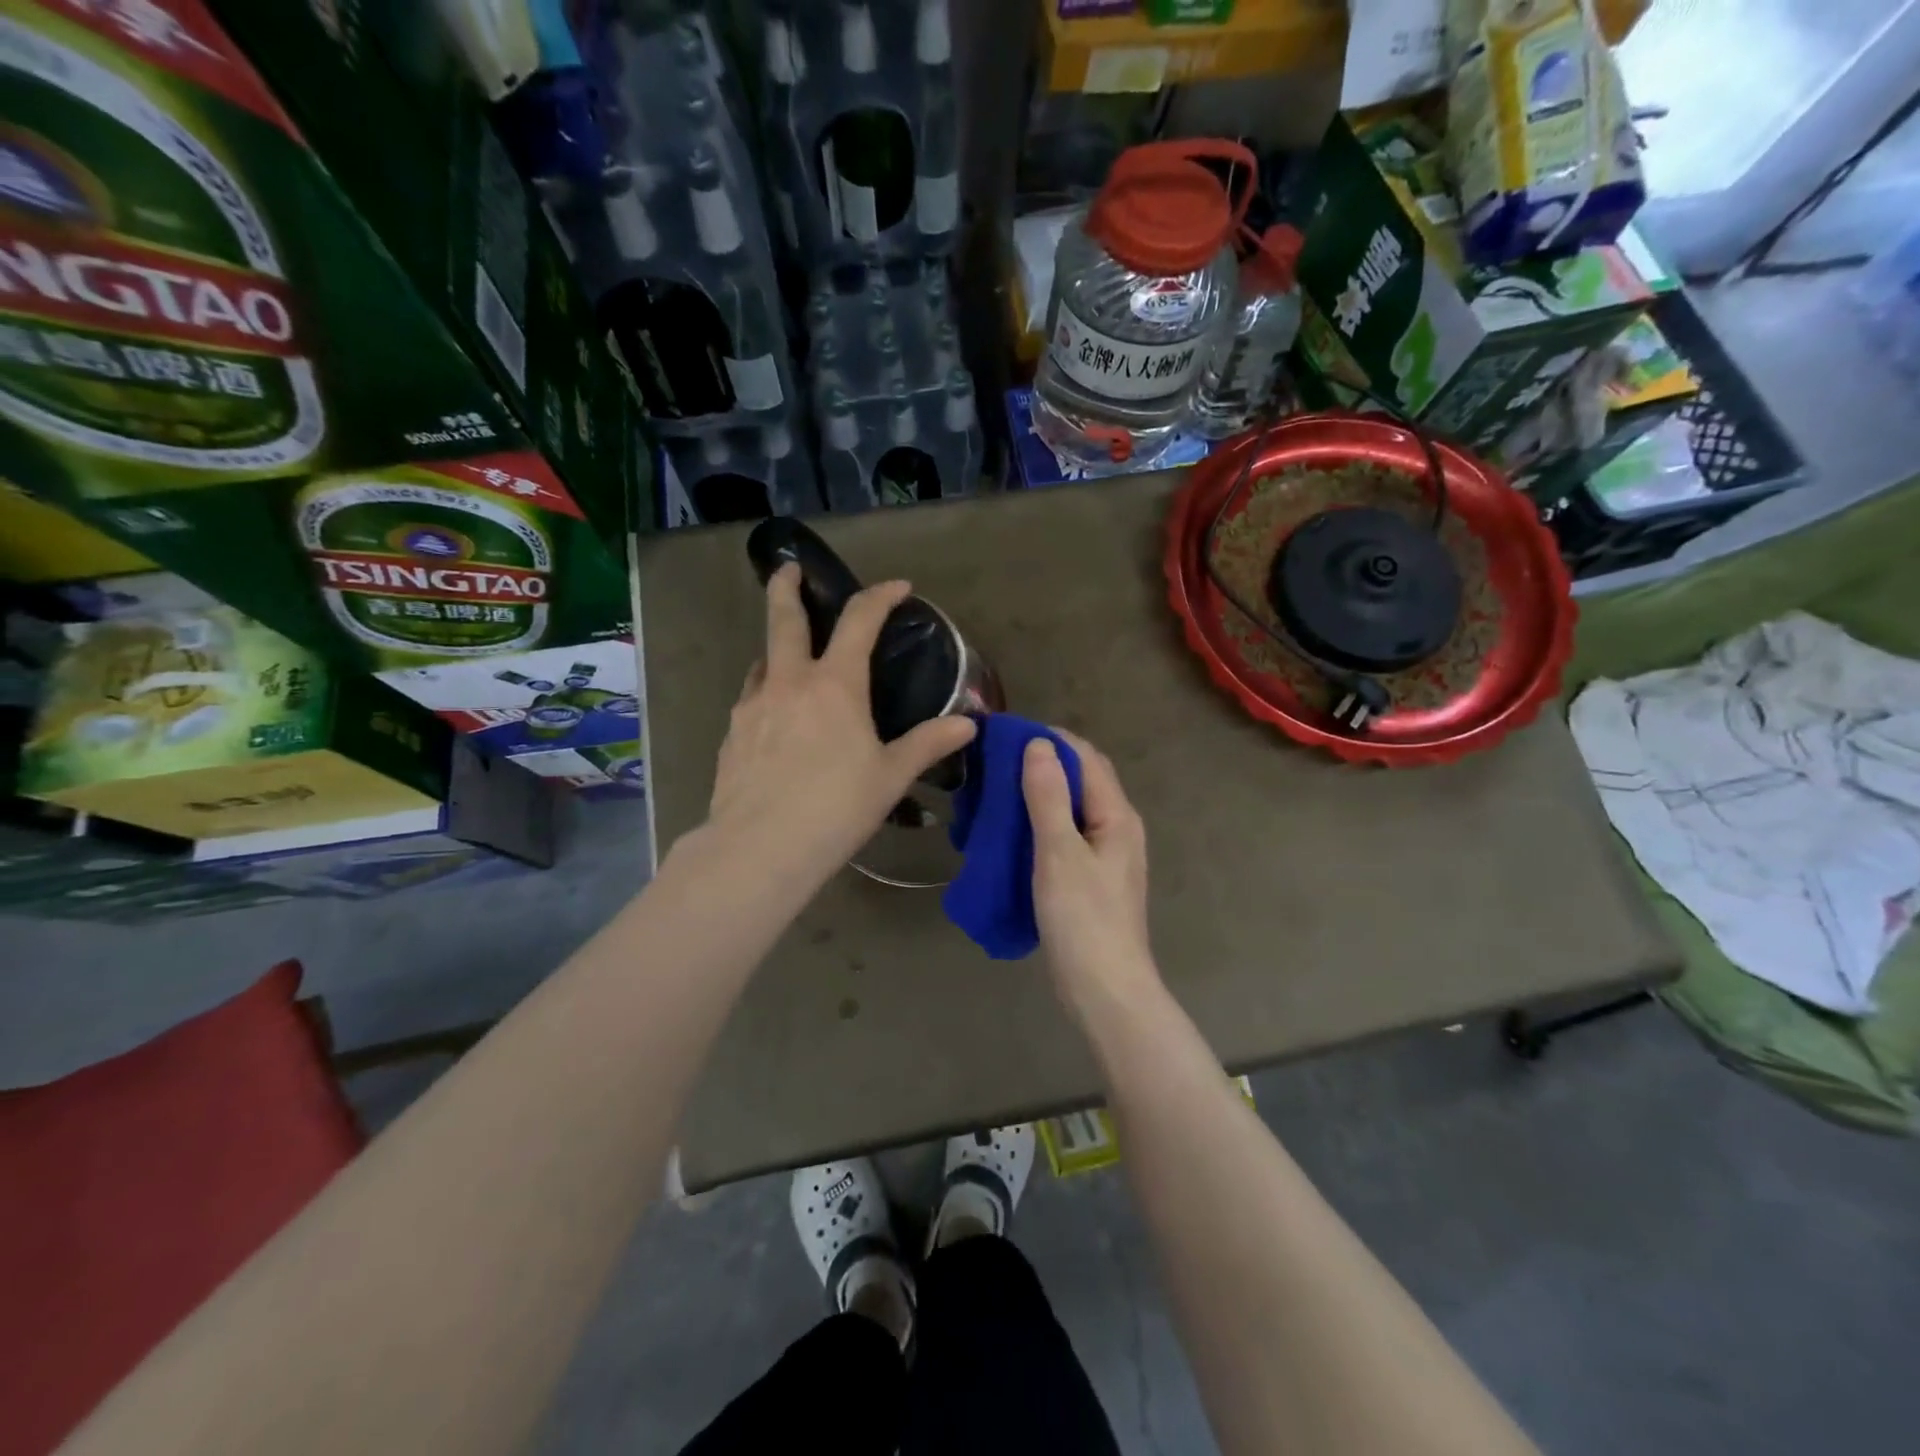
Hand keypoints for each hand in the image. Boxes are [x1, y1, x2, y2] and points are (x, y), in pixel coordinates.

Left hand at [705, 563, 975, 890]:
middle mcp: (788, 682)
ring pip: (762, 660)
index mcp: (834, 685)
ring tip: (790, 661)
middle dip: (787, 587)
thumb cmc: (836, 807)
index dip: (880, 596)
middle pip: (783, 619)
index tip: (898, 587)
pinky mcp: (731, 734)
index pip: (858, 621)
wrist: (760, 848)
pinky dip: (766, 693)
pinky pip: (751, 699)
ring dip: (777, 649)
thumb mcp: (890, 776)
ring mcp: (752, 706)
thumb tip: (968, 724)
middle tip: (788, 568)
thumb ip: (928, 743)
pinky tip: (775, 720)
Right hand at [1022, 729, 1157, 1005]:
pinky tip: (1013, 832)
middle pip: (1082, 780)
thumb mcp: (1059, 853)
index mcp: (1116, 816)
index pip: (1085, 758)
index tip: (1007, 735)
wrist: (1105, 990)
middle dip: (1044, 764)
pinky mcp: (1091, 879)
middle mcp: (1117, 828)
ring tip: (999, 791)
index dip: (1050, 740)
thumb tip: (1038, 744)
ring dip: (1040, 794)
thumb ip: (1048, 797)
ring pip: (1072, 809)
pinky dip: (1041, 824)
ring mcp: (1106, 856)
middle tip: (997, 762)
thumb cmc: (1083, 919)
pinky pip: (1065, 835)